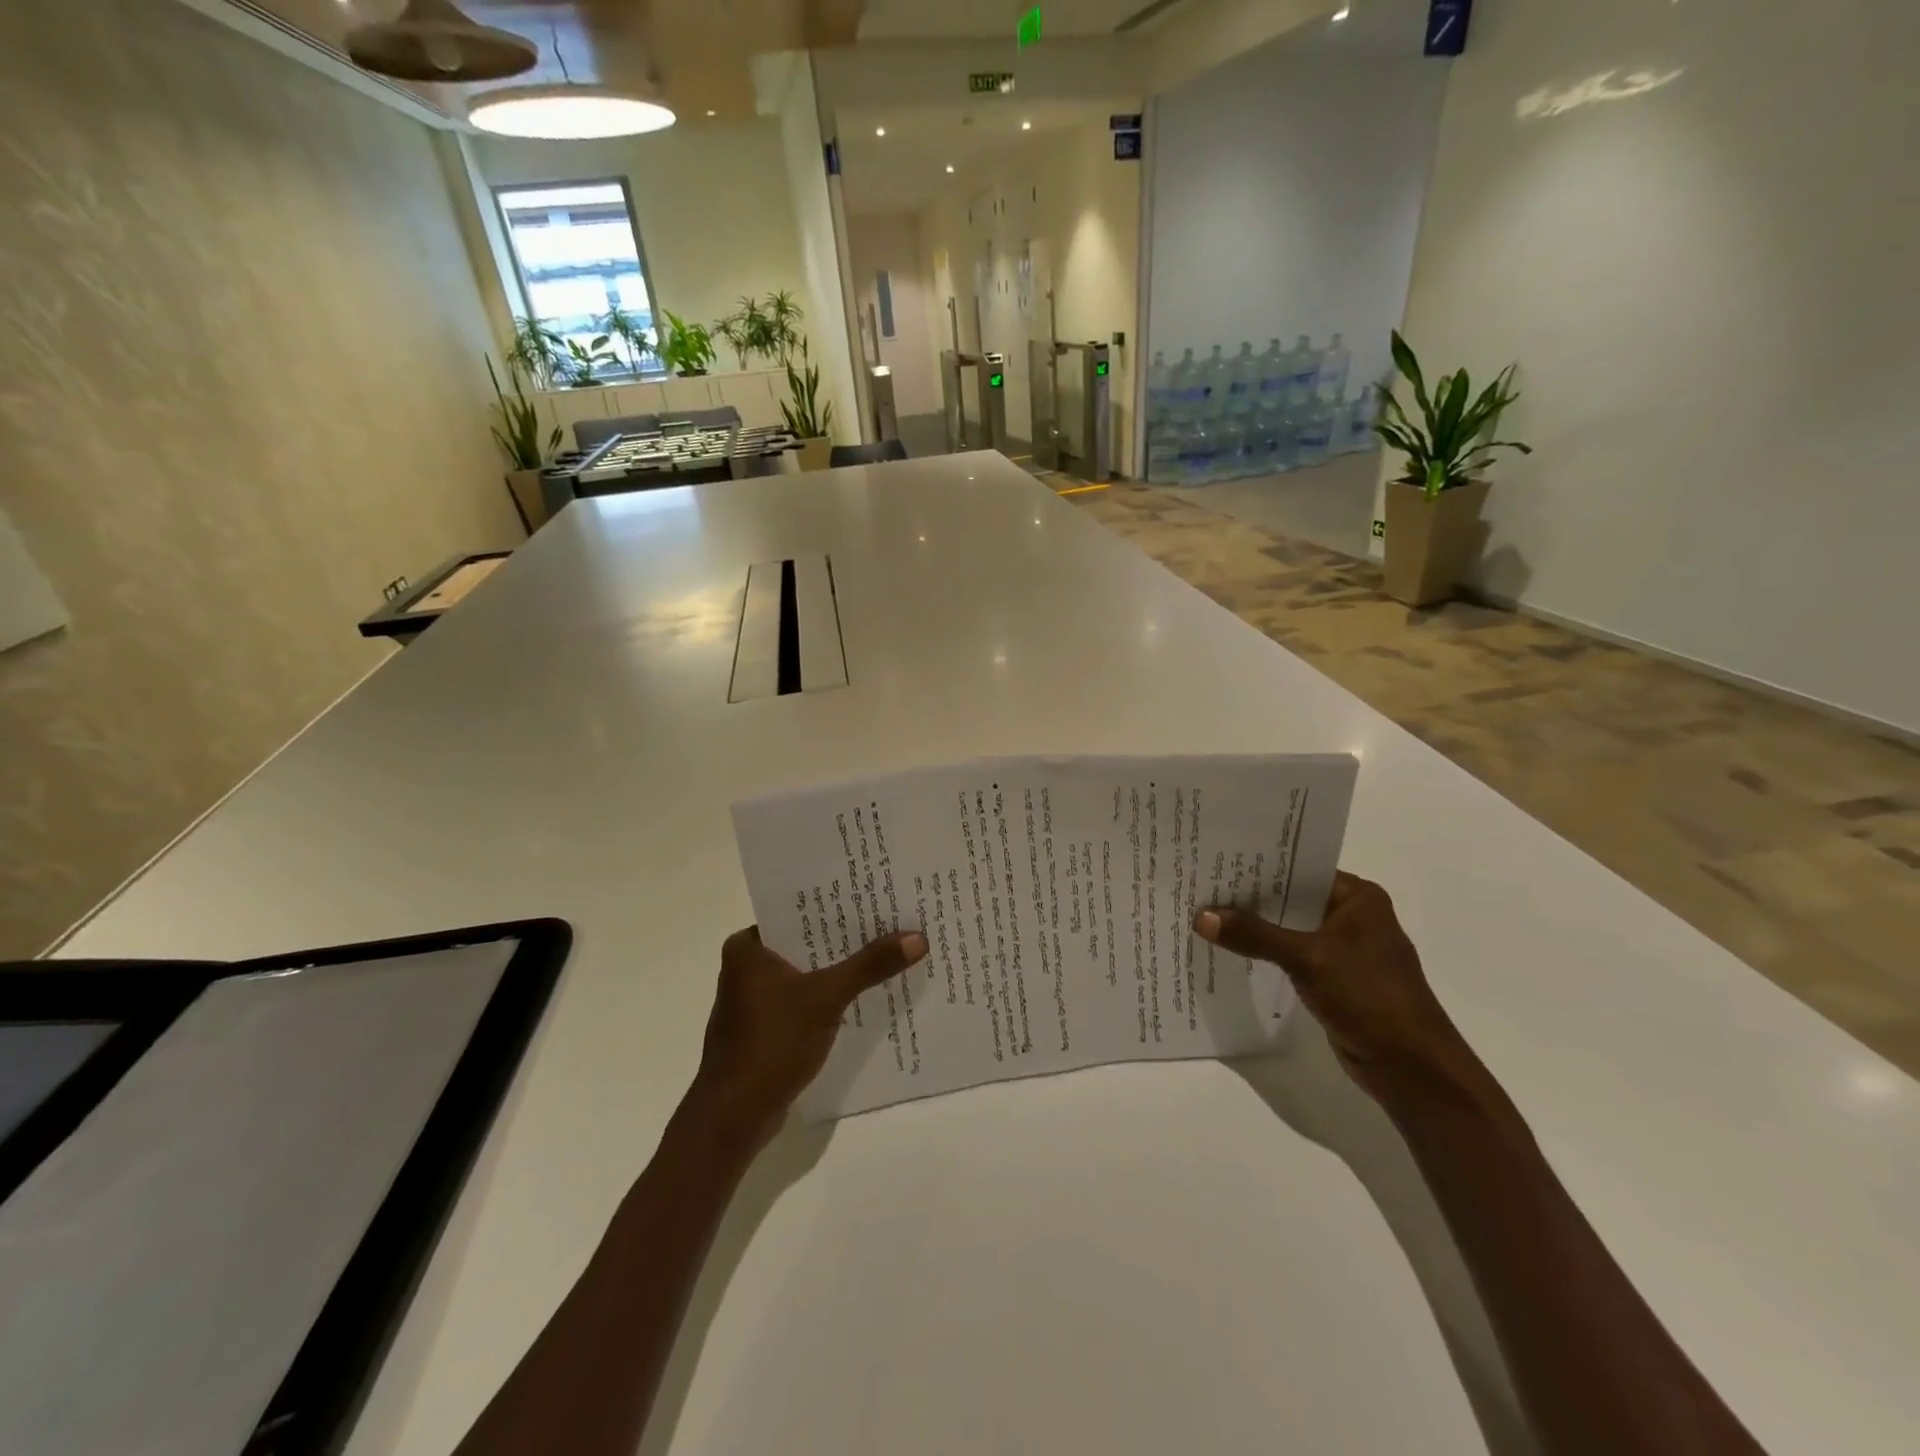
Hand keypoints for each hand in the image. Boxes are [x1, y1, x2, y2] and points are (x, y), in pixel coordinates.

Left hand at [690, 925, 928, 1151]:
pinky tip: (864, 995)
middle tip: (892, 921)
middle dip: (846, 937)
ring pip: (807, 971)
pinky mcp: (765, 1026)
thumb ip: (870, 965)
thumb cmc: (772, 1044)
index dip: (838, 904)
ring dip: (840, 968)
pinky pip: (804, 998)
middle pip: (807, 941)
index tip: (876, 895)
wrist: (733, 1117)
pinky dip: (829, 996)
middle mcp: (746, 966)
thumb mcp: (826, 998)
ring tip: (887, 953)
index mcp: (748, 947)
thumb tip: (918, 937)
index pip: (799, 912)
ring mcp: (754, 999)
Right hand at [1194, 872, 1475, 1105]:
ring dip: (1254, 928)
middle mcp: (1352, 916)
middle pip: (1290, 899)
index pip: (1299, 869)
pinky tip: (1229, 952)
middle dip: (1248, 898)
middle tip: (1200, 887)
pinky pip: (1290, 956)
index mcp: (1358, 897)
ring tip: (1204, 915)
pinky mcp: (1334, 979)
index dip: (1257, 866)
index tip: (1214, 861)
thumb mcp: (1307, 958)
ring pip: (1288, 929)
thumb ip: (1254, 935)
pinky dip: (1264, 954)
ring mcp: (1344, 950)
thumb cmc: (1369, 997)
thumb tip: (1200, 916)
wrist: (1412, 1067)